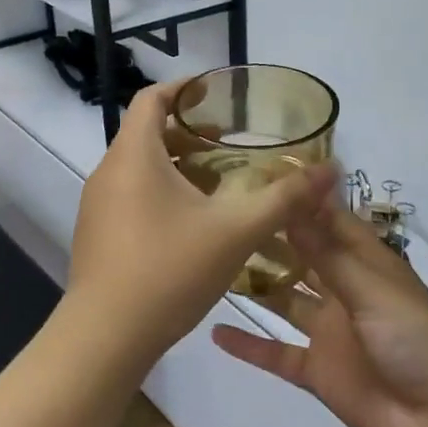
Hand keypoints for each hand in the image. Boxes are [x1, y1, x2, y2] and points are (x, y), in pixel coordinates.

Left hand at [67, 80, 340, 367]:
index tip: (215, 92)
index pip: (151, 99)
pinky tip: (192, 225)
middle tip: (229, 144)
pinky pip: (130, 197)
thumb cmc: (168, 269)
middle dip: (188, 133)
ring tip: (218, 184)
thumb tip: (331, 170)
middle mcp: (108, 172)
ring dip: (176, 166)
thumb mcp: (236, 231)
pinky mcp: (96, 235)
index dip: (183, 88)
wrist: (105, 338)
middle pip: (146, 134)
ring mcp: (97, 206)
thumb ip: (284, 198)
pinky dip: (160, 193)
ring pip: (138, 168)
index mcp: (135, 155)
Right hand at [211, 204, 427, 426]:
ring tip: (210, 267)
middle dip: (269, 240)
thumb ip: (325, 252)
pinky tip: (214, 332)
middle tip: (221, 220)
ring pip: (285, 302)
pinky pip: (277, 353)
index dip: (298, 201)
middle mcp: (343, 290)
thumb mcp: (370, 287)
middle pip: (301, 258)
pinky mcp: (317, 371)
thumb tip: (291, 204)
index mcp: (364, 262)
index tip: (256, 179)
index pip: (328, 221)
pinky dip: (250, 345)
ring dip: (256, 287)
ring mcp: (329, 331)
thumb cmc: (414, 336)